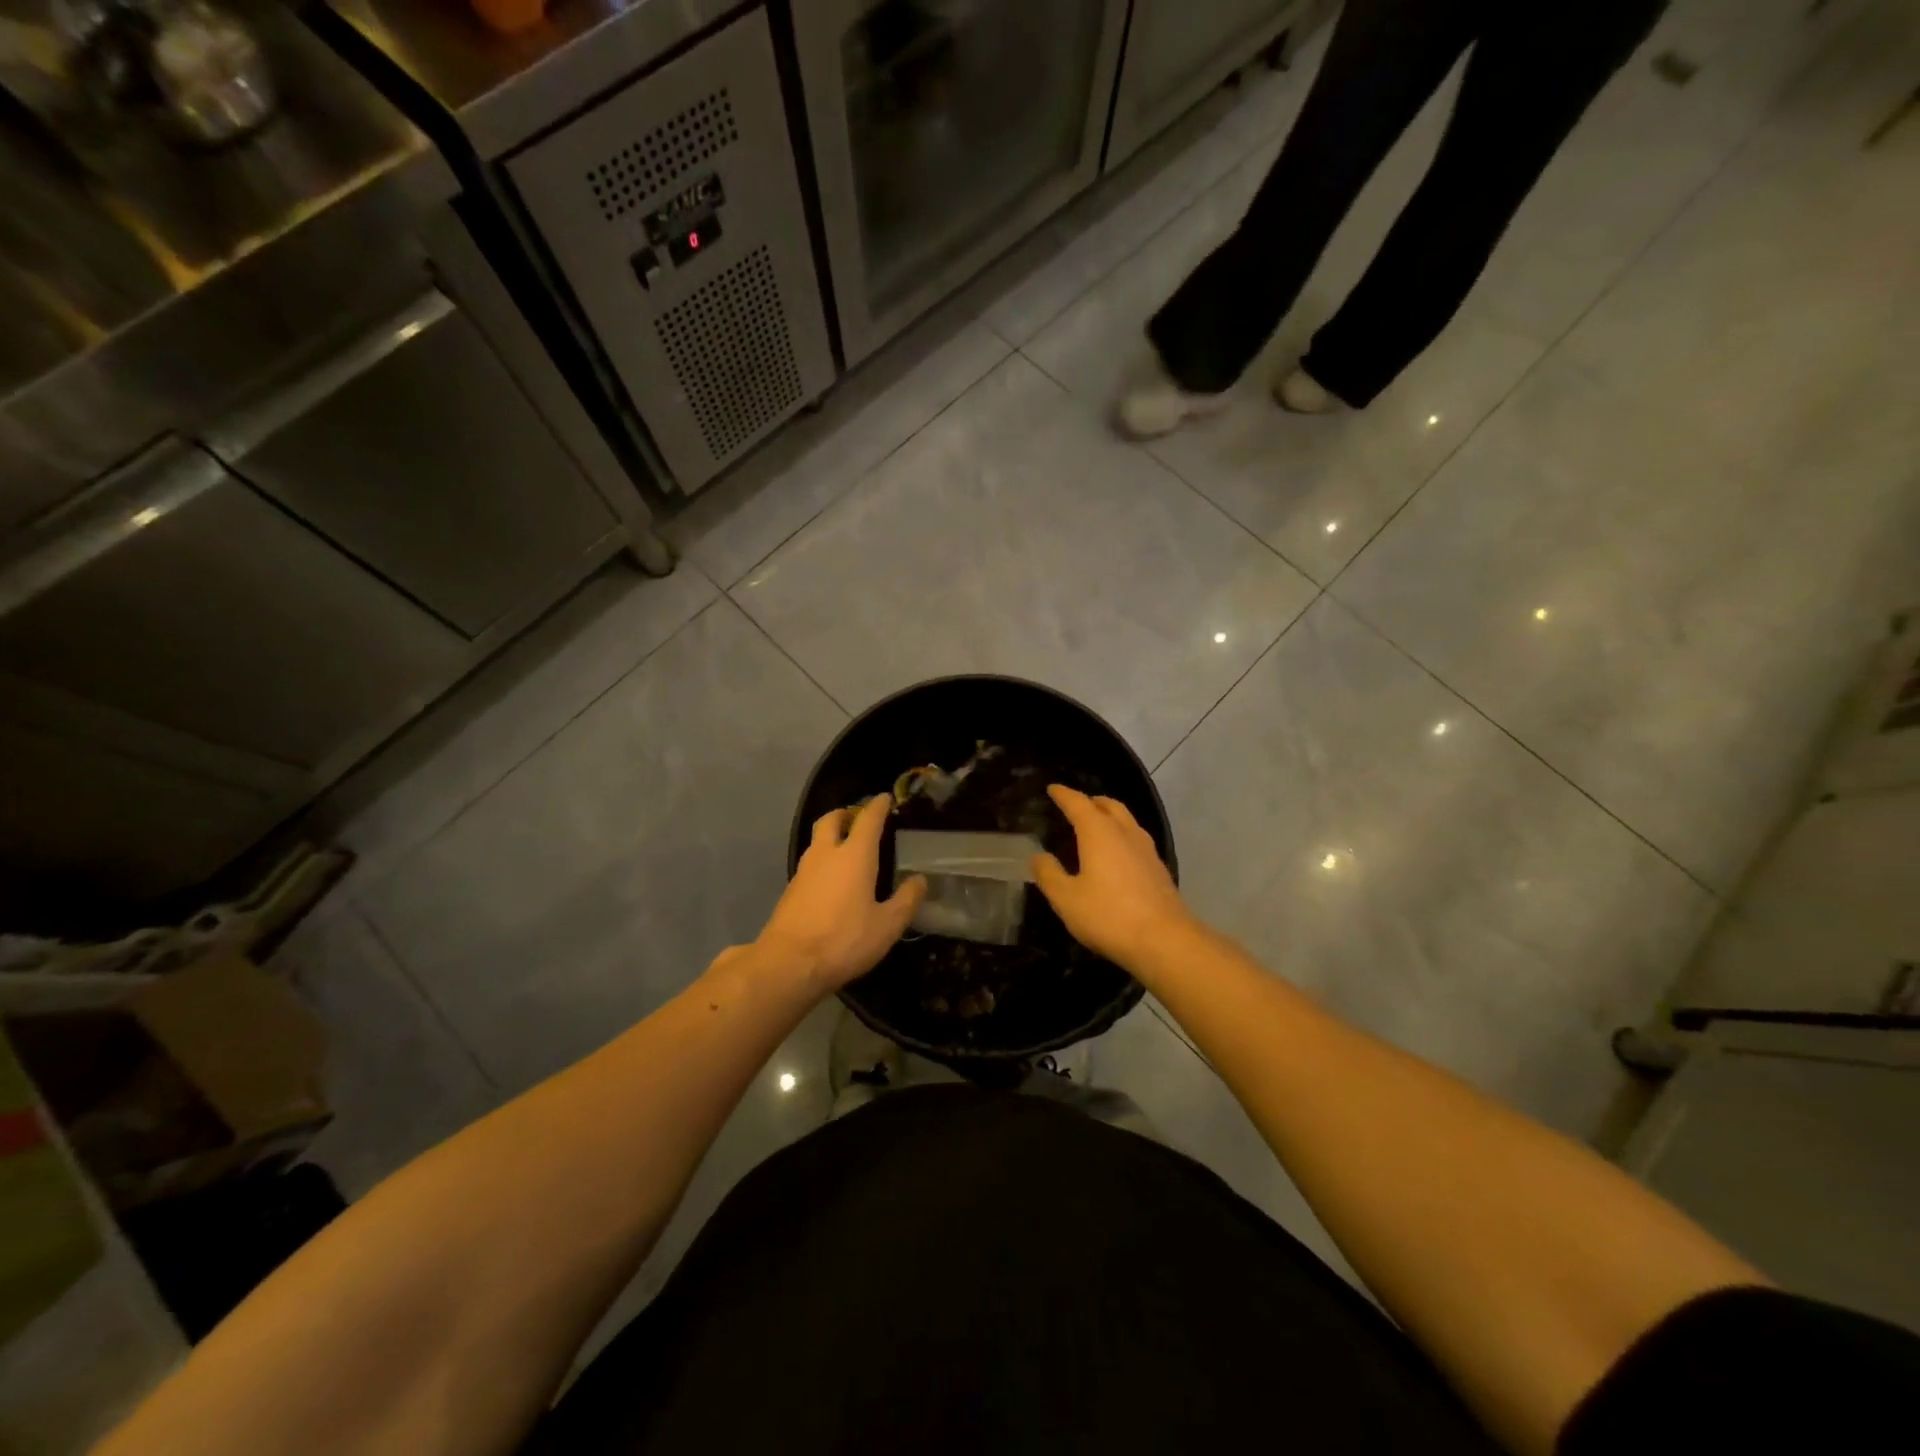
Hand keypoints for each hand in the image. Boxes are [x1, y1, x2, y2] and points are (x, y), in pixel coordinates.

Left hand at [757, 795, 925, 991]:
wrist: (788, 964)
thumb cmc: (844, 940)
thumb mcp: (887, 925)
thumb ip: (906, 900)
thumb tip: (919, 880)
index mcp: (854, 855)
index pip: (867, 819)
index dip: (878, 806)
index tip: (885, 798)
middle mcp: (826, 855)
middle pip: (831, 820)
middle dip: (845, 814)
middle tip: (858, 819)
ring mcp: (803, 871)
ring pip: (817, 841)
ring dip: (831, 837)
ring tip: (847, 850)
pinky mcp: (790, 891)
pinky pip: (810, 864)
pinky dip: (823, 861)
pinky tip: (832, 881)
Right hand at [1031, 785, 1192, 969]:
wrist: (1164, 940)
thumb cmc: (1108, 915)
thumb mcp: (1066, 898)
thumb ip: (1049, 874)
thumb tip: (1039, 856)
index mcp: (1099, 833)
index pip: (1078, 803)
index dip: (1063, 795)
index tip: (1052, 789)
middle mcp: (1125, 832)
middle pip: (1108, 806)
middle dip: (1091, 801)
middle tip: (1076, 805)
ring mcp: (1146, 850)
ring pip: (1126, 820)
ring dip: (1110, 816)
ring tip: (1096, 825)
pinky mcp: (1159, 868)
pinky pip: (1136, 839)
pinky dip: (1122, 835)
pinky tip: (1117, 854)